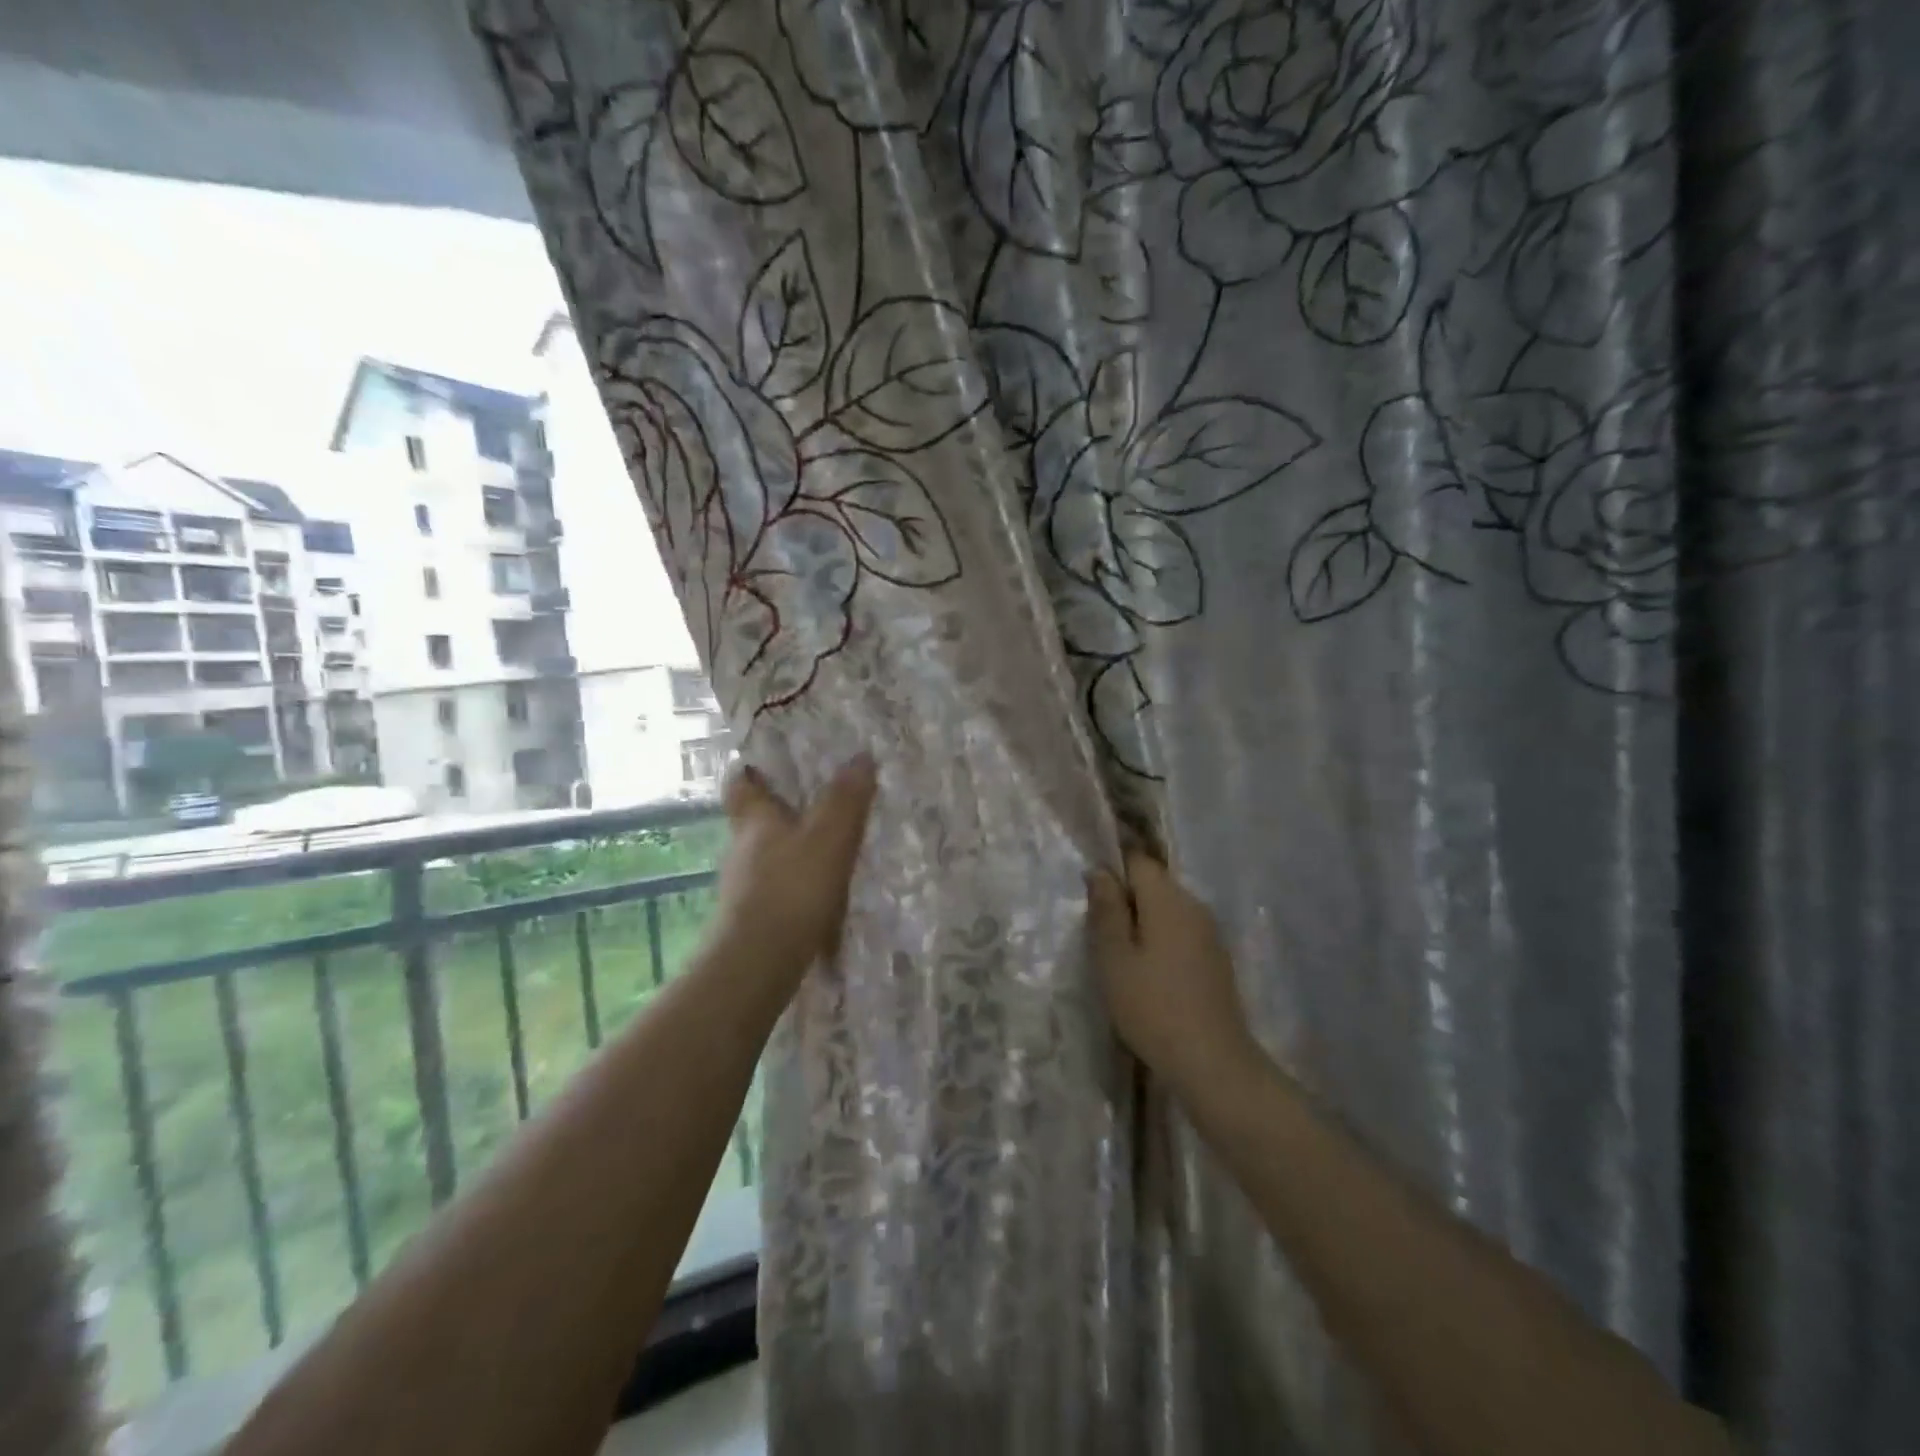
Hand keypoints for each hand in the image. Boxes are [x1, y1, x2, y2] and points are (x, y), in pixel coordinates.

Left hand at [709, 754, 877, 985]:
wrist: (759, 963)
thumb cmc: (792, 887)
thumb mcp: (830, 836)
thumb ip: (846, 798)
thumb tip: (861, 755)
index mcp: (754, 821)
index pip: (740, 784)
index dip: (751, 771)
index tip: (765, 764)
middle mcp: (741, 849)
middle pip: (752, 822)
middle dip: (777, 813)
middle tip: (811, 805)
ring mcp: (741, 888)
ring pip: (763, 858)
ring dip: (787, 852)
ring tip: (823, 852)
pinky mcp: (750, 920)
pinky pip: (773, 891)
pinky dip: (791, 887)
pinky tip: (817, 897)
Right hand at [1087, 851, 1256, 1097]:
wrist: (1212, 1063)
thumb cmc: (1152, 1006)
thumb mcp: (1114, 957)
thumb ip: (1105, 910)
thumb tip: (1100, 871)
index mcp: (1169, 899)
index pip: (1138, 860)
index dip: (1112, 869)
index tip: (1091, 897)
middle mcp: (1195, 906)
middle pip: (1154, 883)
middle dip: (1125, 898)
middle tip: (1099, 933)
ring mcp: (1210, 934)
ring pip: (1168, 910)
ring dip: (1142, 922)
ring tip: (1120, 956)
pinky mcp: (1216, 960)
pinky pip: (1182, 933)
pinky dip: (1161, 941)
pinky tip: (1148, 974)